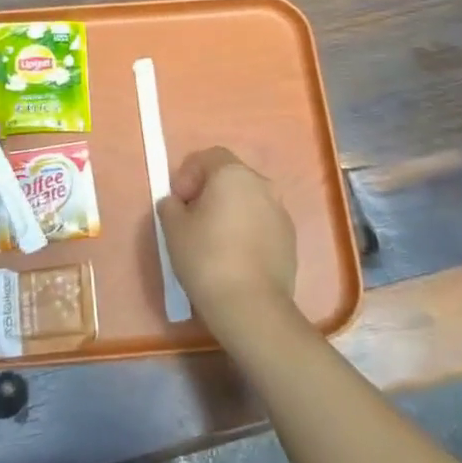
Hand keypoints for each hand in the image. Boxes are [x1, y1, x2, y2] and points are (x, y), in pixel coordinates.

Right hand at [157, 147, 297, 344]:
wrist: (251, 306)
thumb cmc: (206, 258)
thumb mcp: (173, 229)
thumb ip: (171, 205)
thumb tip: (177, 203)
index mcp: (233, 174)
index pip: (208, 157)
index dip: (188, 174)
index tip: (178, 201)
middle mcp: (262, 184)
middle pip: (230, 177)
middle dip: (209, 191)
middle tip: (192, 219)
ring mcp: (281, 211)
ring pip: (248, 200)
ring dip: (230, 211)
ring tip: (213, 241)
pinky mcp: (290, 238)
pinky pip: (262, 223)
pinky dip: (247, 230)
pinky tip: (234, 257)